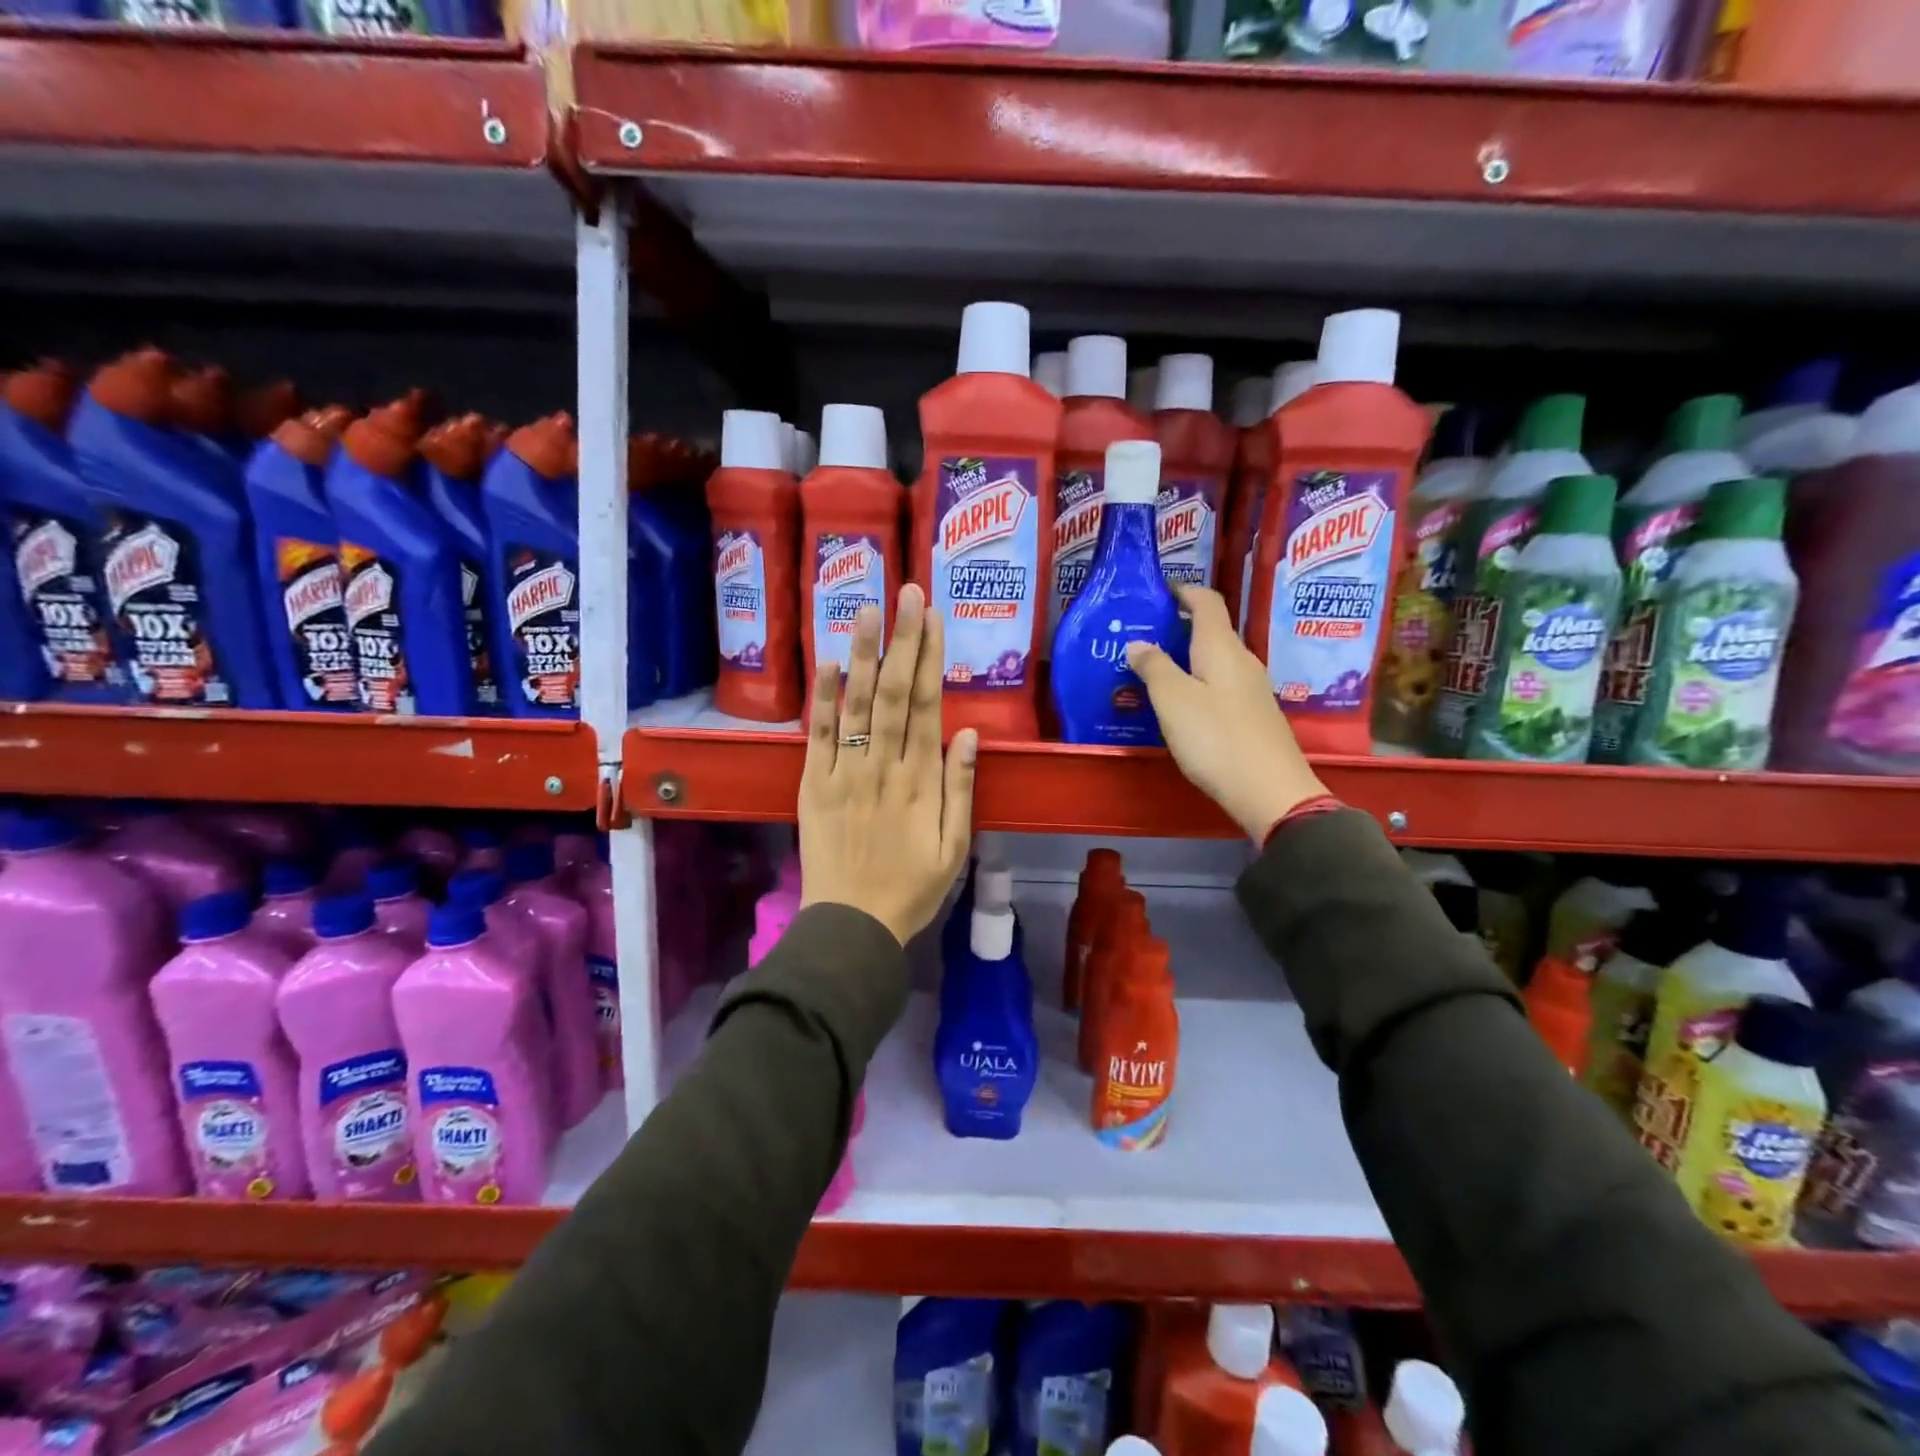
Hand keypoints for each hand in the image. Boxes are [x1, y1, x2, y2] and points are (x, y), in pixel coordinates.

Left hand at [798, 584, 977, 943]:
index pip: (926, 705)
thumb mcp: (955, 847)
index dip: (930, 658)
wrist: (853, 925)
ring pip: (855, 704)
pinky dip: (822, 698)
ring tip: (867, 608)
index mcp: (921, 781)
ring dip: (862, 653)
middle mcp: (883, 767)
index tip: (933, 617)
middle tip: (906, 592)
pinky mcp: (812, 785)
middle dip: (901, 639)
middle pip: (893, 692)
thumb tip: (970, 732)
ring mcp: (844, 773)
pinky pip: (818, 735)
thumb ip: (962, 788)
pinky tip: (828, 663)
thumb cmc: (912, 889)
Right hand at [1127, 585, 1327, 842]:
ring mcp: (1251, 690)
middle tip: (1142, 636)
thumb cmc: (1216, 738)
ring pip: (1215, 661)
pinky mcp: (1253, 716)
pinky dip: (1197, 683)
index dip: (1183, 591)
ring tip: (1153, 670)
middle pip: (1211, 631)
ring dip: (1186, 658)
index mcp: (1221, 648)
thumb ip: (1154, 667)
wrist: (1269, 790)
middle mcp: (1242, 661)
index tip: (1158, 591)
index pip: (1206, 602)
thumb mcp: (1173, 700)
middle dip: (1177, 627)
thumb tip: (1139, 643)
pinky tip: (1179, 704)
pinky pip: (1220, 686)